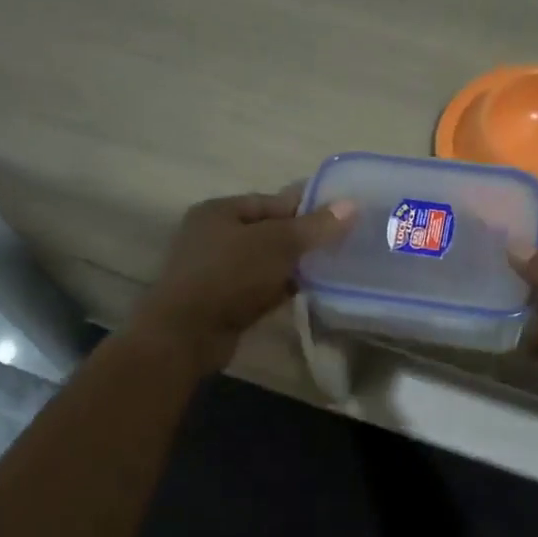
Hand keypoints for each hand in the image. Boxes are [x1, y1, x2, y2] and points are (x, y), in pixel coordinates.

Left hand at [131, 187, 355, 373]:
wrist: (185, 335)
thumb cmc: (229, 275)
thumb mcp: (277, 243)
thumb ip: (314, 226)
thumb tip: (352, 206)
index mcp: (220, 211)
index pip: (273, 201)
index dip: (307, 207)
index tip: (341, 216)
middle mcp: (214, 236)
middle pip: (270, 231)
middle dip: (303, 238)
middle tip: (341, 243)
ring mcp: (216, 271)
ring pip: (266, 261)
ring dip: (294, 266)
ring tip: (332, 267)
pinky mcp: (222, 301)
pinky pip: (260, 287)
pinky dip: (281, 288)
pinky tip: (310, 291)